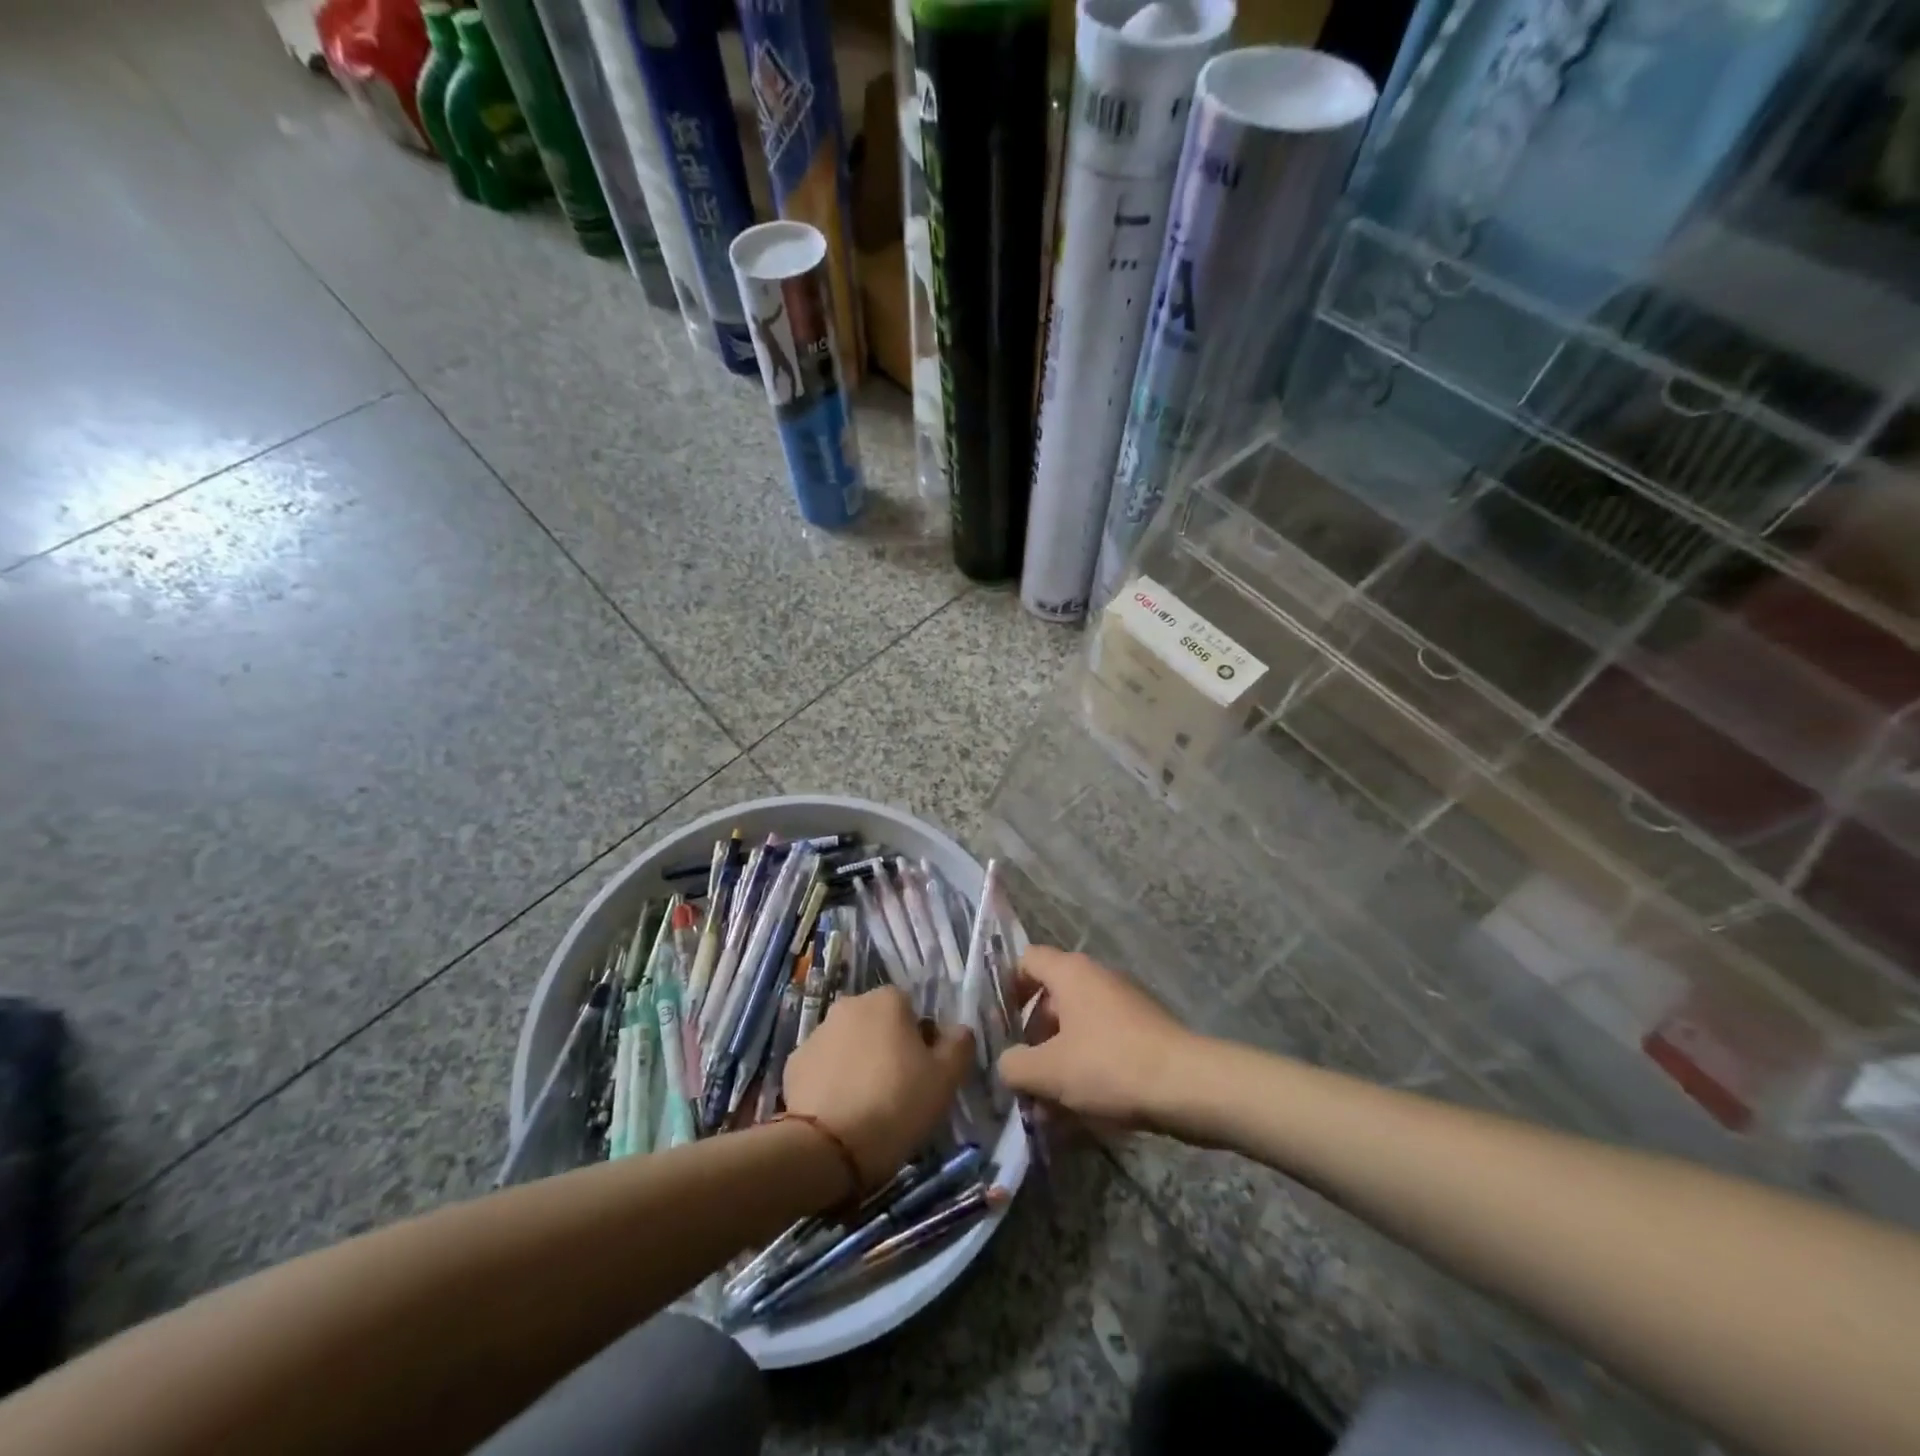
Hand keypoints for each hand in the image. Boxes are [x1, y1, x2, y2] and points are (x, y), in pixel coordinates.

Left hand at [782, 986, 973, 1189]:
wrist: (827, 1148)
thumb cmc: (896, 1104)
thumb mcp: (946, 1078)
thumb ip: (959, 1044)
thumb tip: (956, 1030)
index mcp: (886, 1000)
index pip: (911, 1009)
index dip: (921, 1039)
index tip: (924, 1073)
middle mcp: (849, 1005)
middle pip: (878, 1023)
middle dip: (888, 1048)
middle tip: (899, 1090)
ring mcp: (816, 1033)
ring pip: (849, 1043)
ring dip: (859, 1063)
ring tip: (867, 1106)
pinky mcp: (792, 1064)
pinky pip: (823, 1067)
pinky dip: (832, 1082)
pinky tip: (840, 1112)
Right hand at [997, 947, 1200, 1129]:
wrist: (1189, 1086)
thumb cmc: (1109, 1066)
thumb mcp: (1049, 1071)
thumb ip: (1014, 1065)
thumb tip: (1007, 1064)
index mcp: (1070, 973)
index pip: (1026, 960)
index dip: (1006, 988)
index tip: (998, 1025)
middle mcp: (1096, 977)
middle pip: (1050, 998)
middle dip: (1032, 1037)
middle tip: (1021, 1074)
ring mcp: (1123, 1003)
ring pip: (1076, 1027)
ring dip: (1058, 1061)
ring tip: (1047, 1106)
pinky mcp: (1143, 1031)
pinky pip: (1101, 1044)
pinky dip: (1086, 1069)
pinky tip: (1080, 1112)